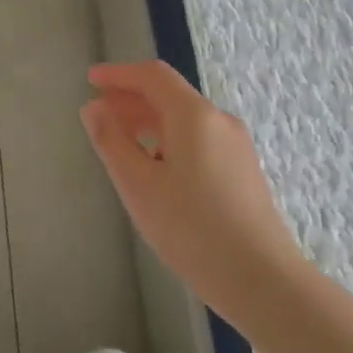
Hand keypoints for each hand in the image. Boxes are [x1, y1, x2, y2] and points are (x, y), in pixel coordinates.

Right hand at [80, 61, 307, 310]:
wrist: (261, 278)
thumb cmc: (191, 228)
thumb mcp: (138, 185)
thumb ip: (112, 141)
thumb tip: (94, 107)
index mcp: (194, 116)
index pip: (153, 76)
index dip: (119, 74)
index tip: (91, 80)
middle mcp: (219, 121)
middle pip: (170, 95)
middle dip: (131, 98)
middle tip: (99, 113)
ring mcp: (236, 146)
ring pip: (185, 119)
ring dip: (149, 121)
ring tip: (120, 142)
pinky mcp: (242, 170)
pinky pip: (198, 139)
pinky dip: (168, 139)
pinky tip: (154, 168)